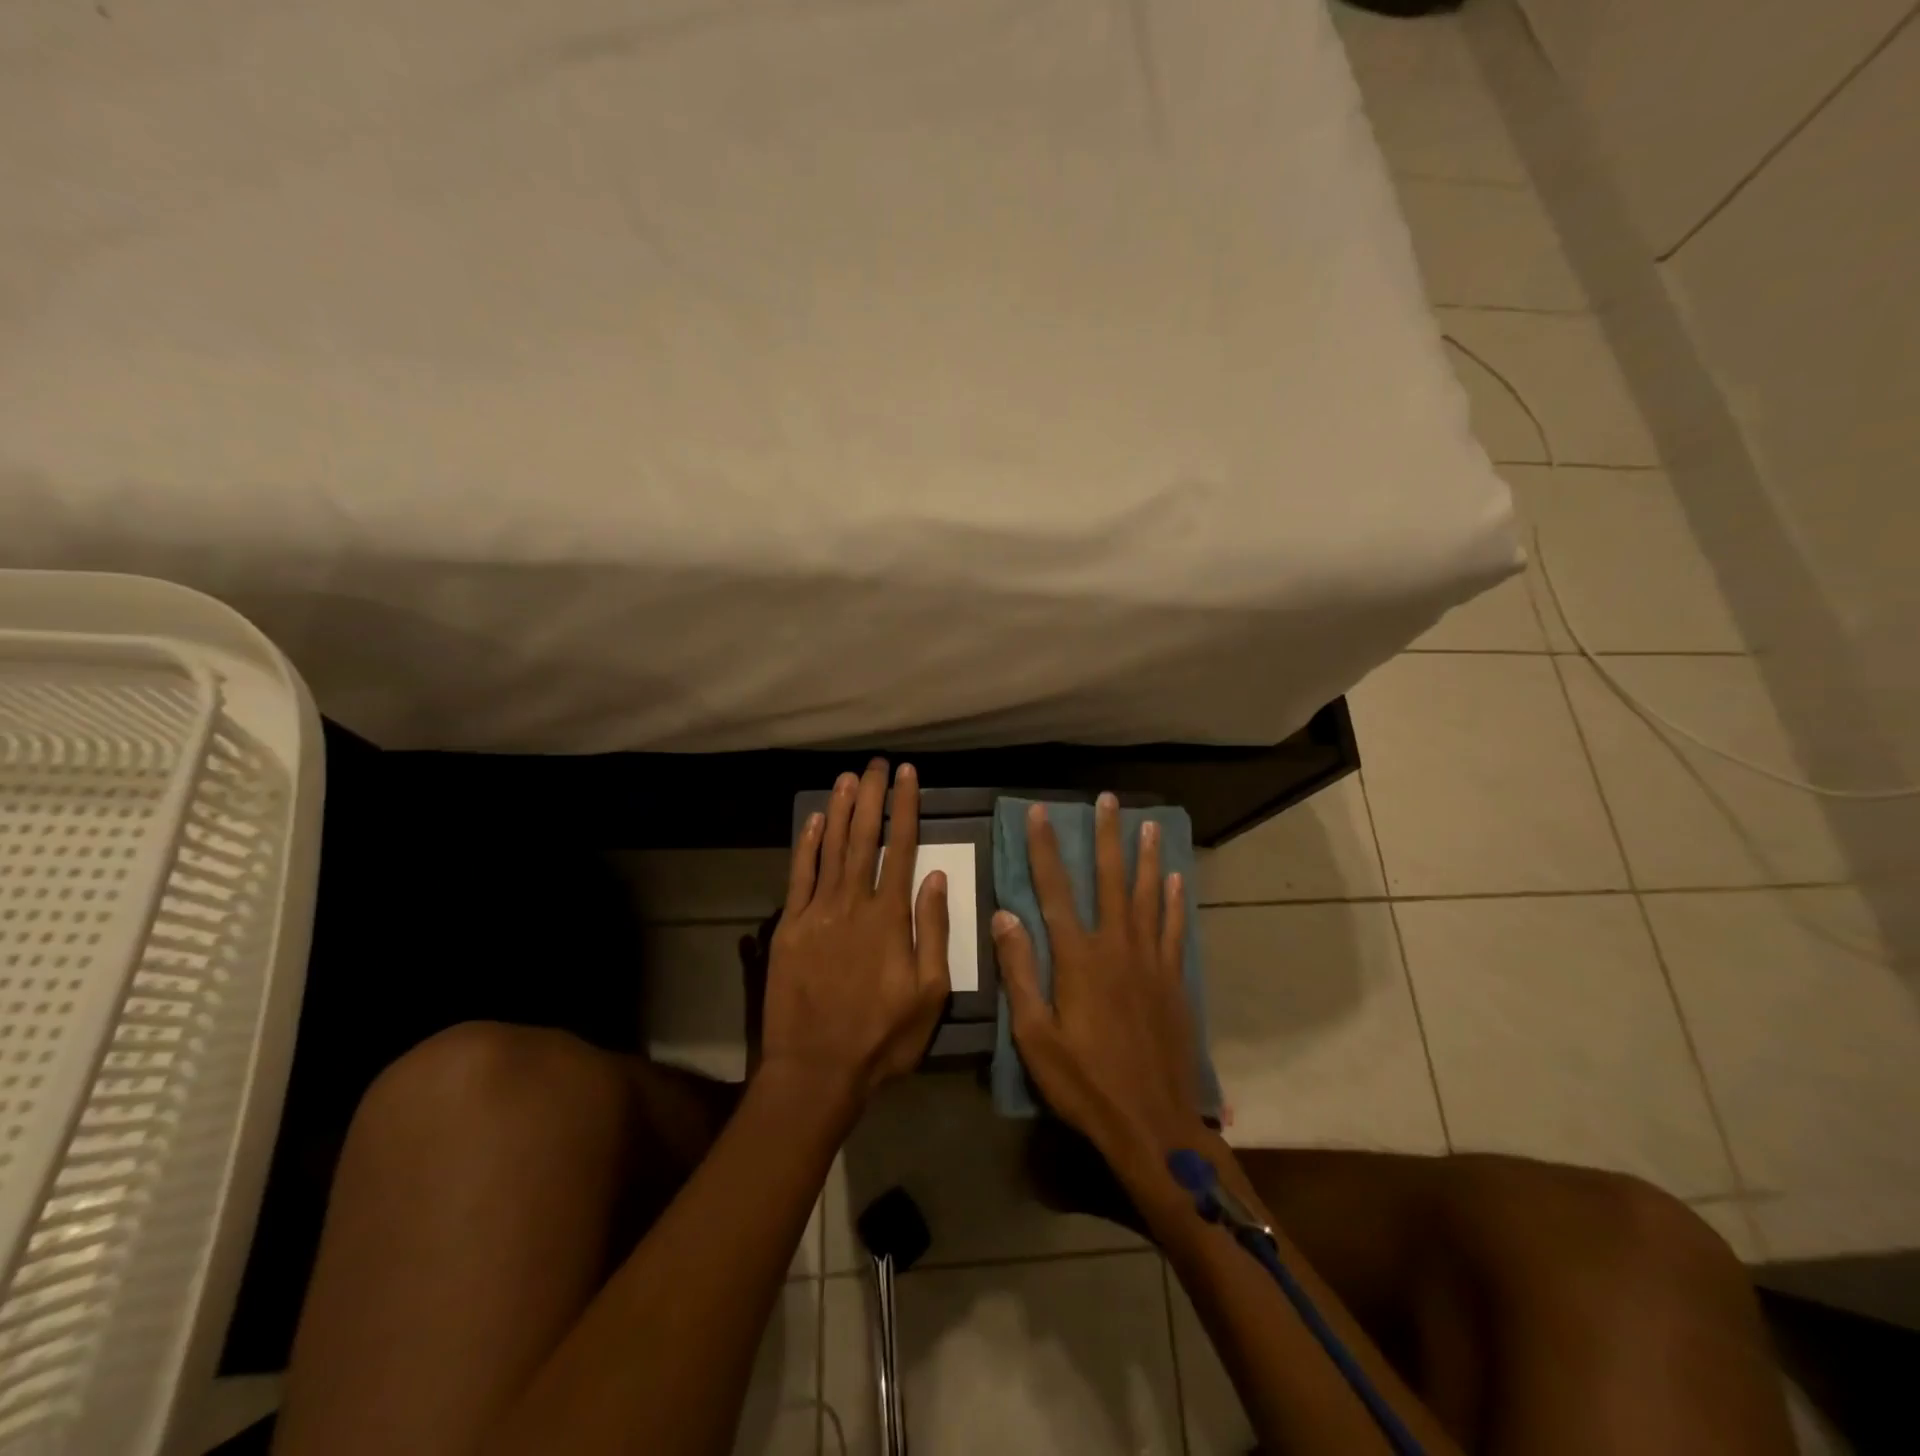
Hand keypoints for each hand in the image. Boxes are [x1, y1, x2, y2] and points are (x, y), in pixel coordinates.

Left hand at [761, 759, 951, 1107]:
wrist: (816, 1069)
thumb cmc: (882, 1037)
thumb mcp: (930, 993)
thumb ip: (933, 931)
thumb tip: (936, 877)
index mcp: (890, 917)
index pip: (902, 847)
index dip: (905, 807)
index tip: (906, 775)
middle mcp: (853, 904)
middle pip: (864, 838)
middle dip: (871, 797)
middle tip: (876, 763)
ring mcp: (817, 913)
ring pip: (831, 849)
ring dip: (841, 810)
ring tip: (848, 777)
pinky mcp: (790, 928)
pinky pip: (799, 877)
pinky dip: (807, 846)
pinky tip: (815, 821)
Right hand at [995, 794, 1204, 1165]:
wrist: (1153, 1123)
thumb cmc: (1084, 1083)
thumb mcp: (1035, 1035)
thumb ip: (1020, 972)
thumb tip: (1004, 916)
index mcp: (1078, 958)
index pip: (1054, 890)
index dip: (1045, 849)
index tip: (1040, 813)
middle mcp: (1117, 947)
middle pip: (1110, 880)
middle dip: (1107, 837)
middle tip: (1108, 800)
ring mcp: (1151, 962)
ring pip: (1147, 896)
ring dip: (1146, 858)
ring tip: (1148, 825)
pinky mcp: (1173, 981)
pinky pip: (1173, 929)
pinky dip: (1173, 902)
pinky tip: (1175, 881)